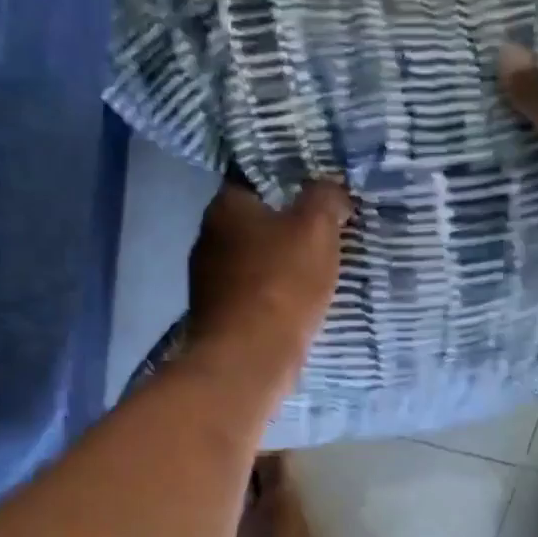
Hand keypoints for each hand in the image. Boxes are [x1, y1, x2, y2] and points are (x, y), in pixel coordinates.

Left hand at [187, 179, 352, 383]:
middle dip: (283, 225)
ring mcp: (207, 281)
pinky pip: (251, 294)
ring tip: (314, 269)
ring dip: (277, 263)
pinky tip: (295, 304)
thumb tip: (330, 189)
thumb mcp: (316, 229)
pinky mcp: (217, 316)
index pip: (254, 177)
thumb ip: (325, 198)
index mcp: (225, 207)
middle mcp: (207, 238)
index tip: (315, 191)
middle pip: (252, 221)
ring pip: (251, 260)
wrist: (248, 359)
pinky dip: (271, 295)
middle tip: (321, 230)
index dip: (287, 181)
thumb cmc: (281, 284)